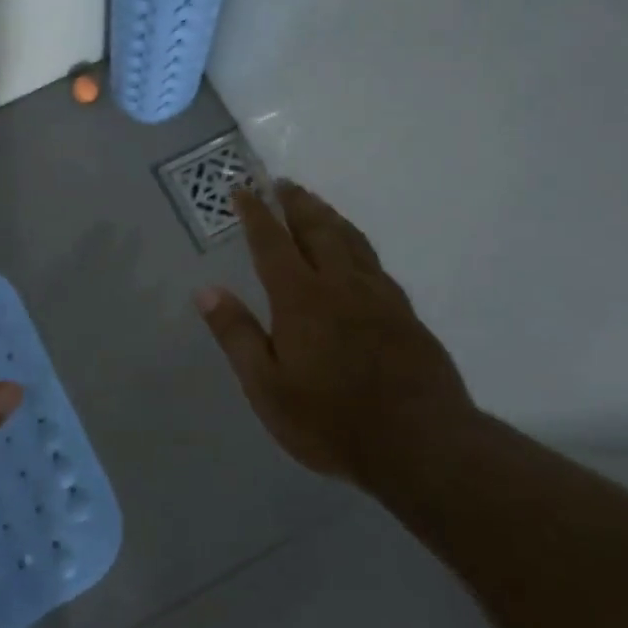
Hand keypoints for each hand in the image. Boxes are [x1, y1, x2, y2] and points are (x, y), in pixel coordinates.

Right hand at [195, 181, 475, 486]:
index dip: (256, 214)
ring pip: (350, 240)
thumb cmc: (331, 420)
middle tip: (282, 183)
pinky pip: (374, 262)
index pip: (272, 243)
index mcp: (301, 298)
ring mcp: (378, 295)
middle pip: (316, 229)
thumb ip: (237, 335)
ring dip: (328, 215)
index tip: (243, 189)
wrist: (421, 444)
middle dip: (296, 203)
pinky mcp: (404, 312)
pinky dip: (357, 243)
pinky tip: (356, 251)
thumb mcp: (267, 387)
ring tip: (315, 202)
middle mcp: (340, 284)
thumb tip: (206, 290)